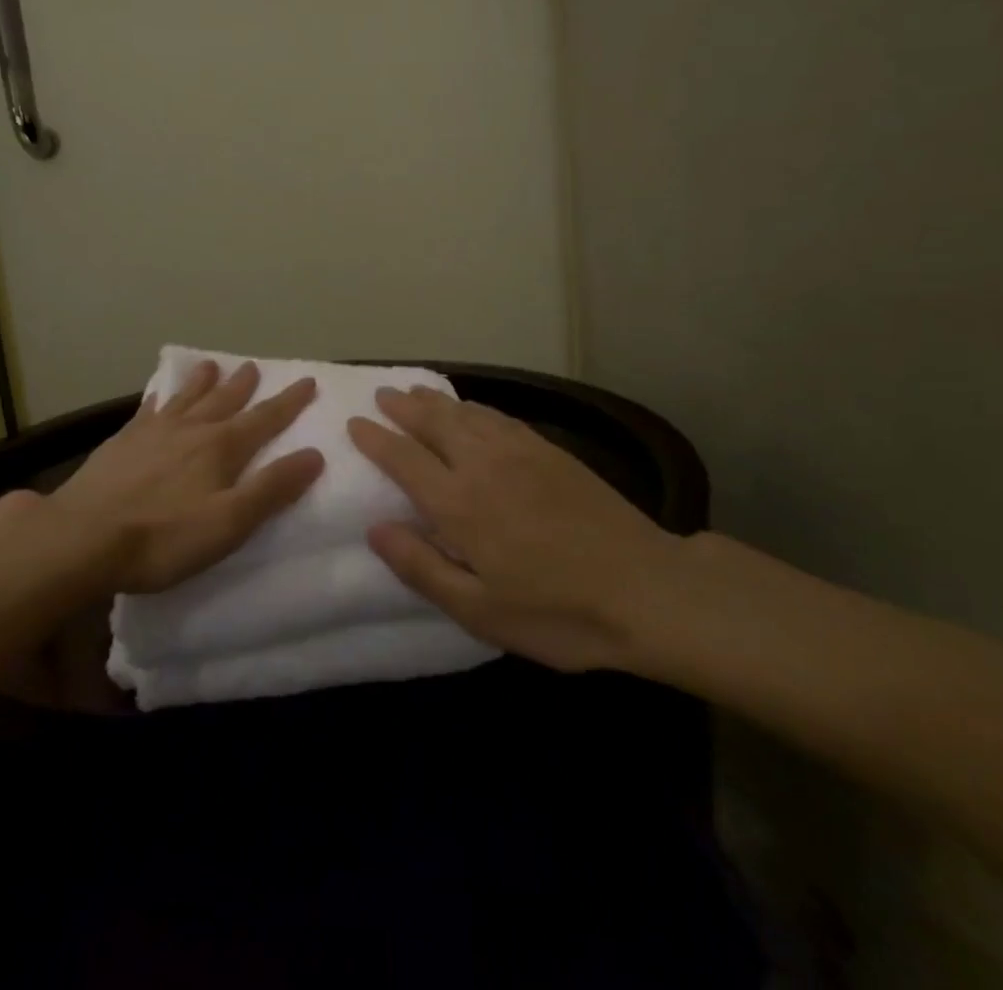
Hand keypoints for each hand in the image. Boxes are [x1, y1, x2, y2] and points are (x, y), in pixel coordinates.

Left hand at [53, 359, 324, 593]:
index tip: (307, 381)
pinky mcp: (122, 442)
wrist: (82, 537)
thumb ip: (272, 488)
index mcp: (221, 448)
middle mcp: (190, 430)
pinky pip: (148, 410)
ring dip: (203, 382)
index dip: (289, 402)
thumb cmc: (163, 538)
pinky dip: (160, 398)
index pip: (264, 419)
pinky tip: (158, 395)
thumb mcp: (229, 522)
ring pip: (186, 399)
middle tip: (254, 366)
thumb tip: (315, 454)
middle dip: (244, 385)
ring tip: (212, 365)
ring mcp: (153, 432)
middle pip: (224, 401)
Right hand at [349, 386, 691, 676]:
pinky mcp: (551, 451)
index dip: (376, 439)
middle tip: (381, 395)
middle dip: (402, 407)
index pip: (404, 459)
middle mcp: (483, 465)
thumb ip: (422, 568)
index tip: (354, 423)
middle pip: (433, 424)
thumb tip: (375, 529)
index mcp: (459, 504)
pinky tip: (471, 408)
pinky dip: (474, 406)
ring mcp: (520, 452)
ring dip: (435, 400)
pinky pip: (499, 416)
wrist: (648, 589)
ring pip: (466, 413)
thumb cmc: (559, 612)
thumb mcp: (481, 611)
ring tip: (414, 391)